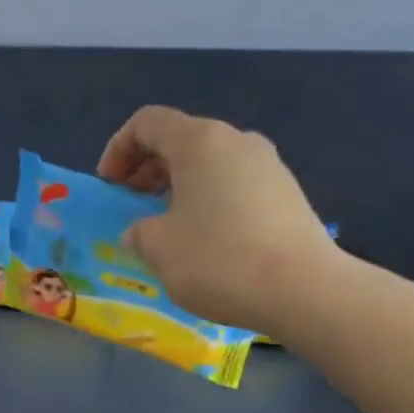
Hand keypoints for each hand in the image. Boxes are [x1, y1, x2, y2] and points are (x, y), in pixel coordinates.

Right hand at [97, 106, 341, 338]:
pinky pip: (234, 184)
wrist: (303, 290)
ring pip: (209, 163)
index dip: (118, 149)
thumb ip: (139, 230)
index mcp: (199, 142)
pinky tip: (204, 239)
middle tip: (130, 205)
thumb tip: (142, 229)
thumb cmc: (218, 259)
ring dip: (177, 186)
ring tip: (165, 225)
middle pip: (180, 139)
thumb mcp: (157, 247)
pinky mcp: (287, 193)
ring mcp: (268, 165)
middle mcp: (236, 141)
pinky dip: (207, 200)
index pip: (147, 123)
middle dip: (146, 168)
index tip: (109, 187)